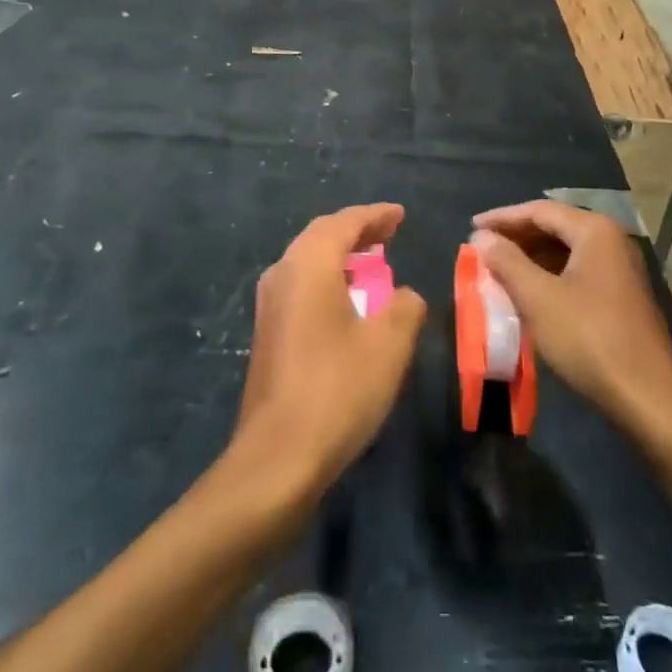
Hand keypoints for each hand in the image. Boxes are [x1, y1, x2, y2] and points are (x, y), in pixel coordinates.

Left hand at [232, 203, 426, 497]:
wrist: (278, 457)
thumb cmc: (338, 389)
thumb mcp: (388, 345)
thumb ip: (404, 307)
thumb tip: (403, 296)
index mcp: (308, 265)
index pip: (344, 223)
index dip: (375, 215)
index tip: (400, 214)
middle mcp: (282, 274)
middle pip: (320, 236)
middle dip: (356, 230)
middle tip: (389, 232)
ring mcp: (269, 305)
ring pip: (307, 261)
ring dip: (340, 256)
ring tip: (373, 262)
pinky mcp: (268, 333)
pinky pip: (301, 286)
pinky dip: (328, 279)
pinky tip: (347, 302)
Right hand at [471, 201, 671, 444]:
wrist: (649, 398)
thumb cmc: (589, 339)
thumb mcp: (539, 299)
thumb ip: (507, 262)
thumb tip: (482, 237)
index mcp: (595, 231)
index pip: (540, 211)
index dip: (502, 217)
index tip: (471, 227)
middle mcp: (612, 240)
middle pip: (555, 227)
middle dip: (517, 237)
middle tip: (483, 248)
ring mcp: (621, 269)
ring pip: (567, 251)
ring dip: (532, 257)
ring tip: (500, 269)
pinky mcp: (622, 296)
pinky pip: (578, 271)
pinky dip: (550, 275)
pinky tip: (530, 292)